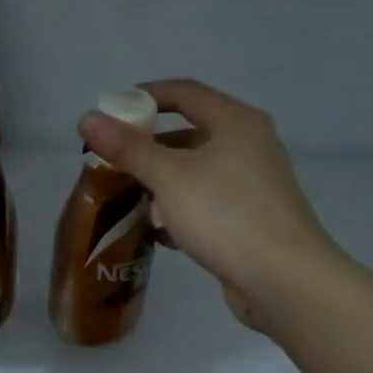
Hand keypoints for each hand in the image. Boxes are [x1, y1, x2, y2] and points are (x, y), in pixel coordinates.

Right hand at [79, 79, 342, 325]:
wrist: (285, 280)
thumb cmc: (226, 216)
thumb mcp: (169, 178)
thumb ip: (128, 148)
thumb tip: (87, 119)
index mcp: (236, 122)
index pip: (183, 92)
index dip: (143, 96)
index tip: (109, 114)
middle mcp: (249, 144)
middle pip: (188, 132)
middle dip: (148, 148)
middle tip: (112, 163)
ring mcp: (254, 182)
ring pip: (196, 171)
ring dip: (162, 183)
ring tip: (132, 201)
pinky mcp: (251, 216)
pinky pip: (207, 200)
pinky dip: (181, 208)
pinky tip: (161, 231)